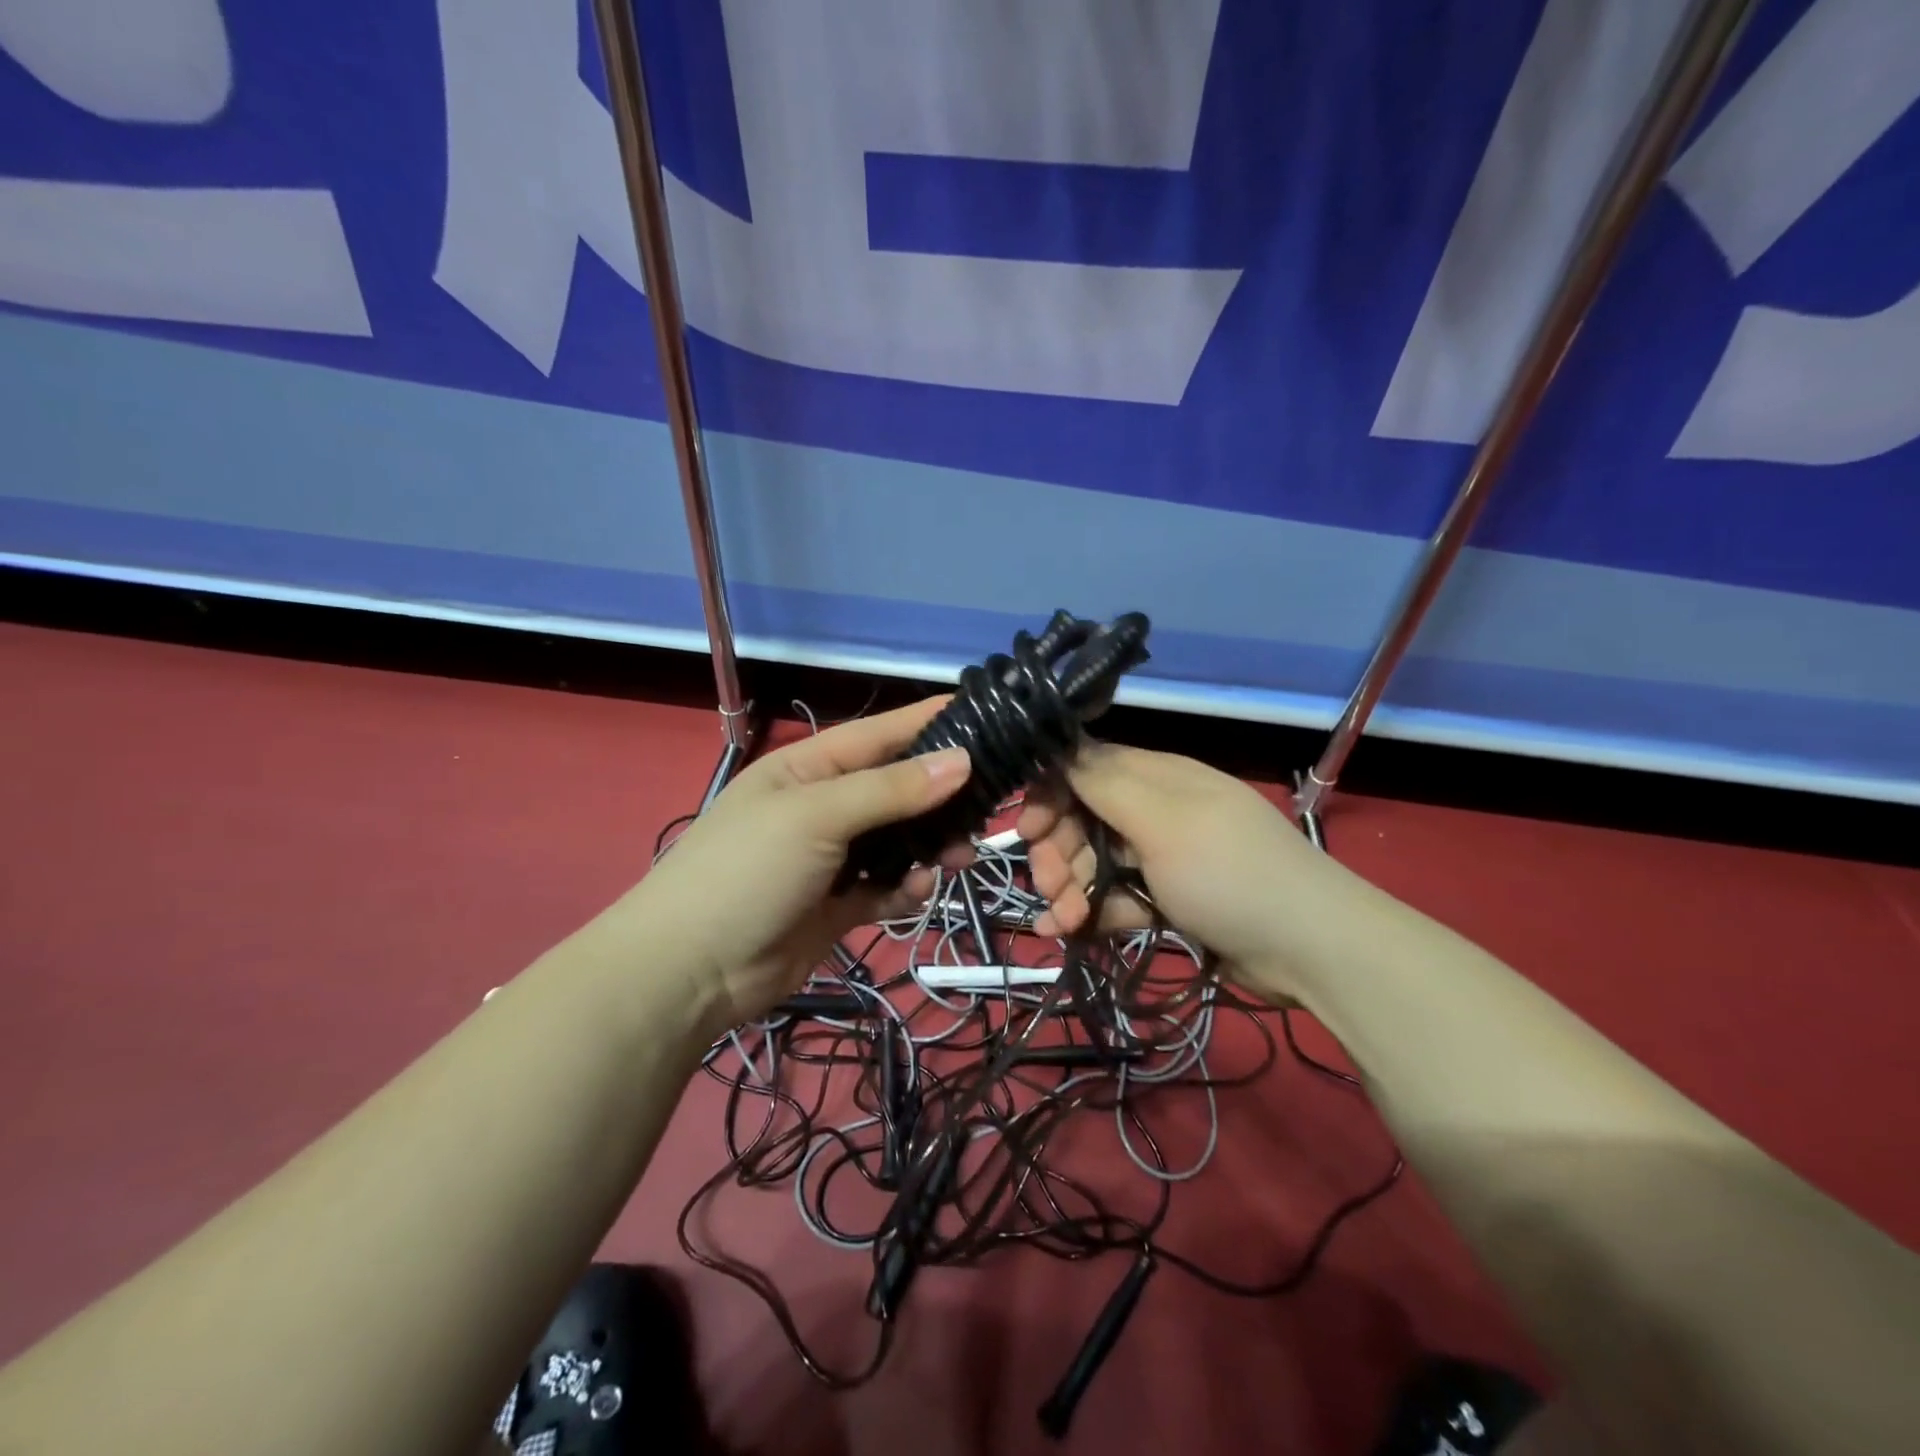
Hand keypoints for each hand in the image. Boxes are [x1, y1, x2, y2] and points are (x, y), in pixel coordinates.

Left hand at [622, 698, 971, 1028]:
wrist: (690, 972)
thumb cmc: (747, 871)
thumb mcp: (817, 816)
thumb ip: (891, 789)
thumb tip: (962, 759)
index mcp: (808, 768)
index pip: (879, 734)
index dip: (928, 722)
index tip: (985, 715)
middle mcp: (824, 806)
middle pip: (897, 789)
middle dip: (941, 795)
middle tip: (990, 802)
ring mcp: (832, 858)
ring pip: (899, 840)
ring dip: (931, 845)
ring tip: (961, 855)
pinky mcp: (839, 904)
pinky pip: (887, 886)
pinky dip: (907, 887)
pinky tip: (918, 890)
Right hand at [1016, 742, 1336, 1001]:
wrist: (1308, 948)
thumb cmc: (1229, 872)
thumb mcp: (1162, 820)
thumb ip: (1104, 783)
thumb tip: (1059, 743)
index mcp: (1156, 776)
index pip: (1085, 769)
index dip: (1050, 795)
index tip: (1027, 829)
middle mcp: (1155, 809)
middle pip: (1084, 819)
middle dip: (1058, 850)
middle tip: (1049, 884)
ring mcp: (1162, 857)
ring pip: (1095, 861)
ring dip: (1069, 888)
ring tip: (1061, 921)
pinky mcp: (1168, 899)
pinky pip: (1116, 897)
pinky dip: (1091, 913)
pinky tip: (1068, 932)